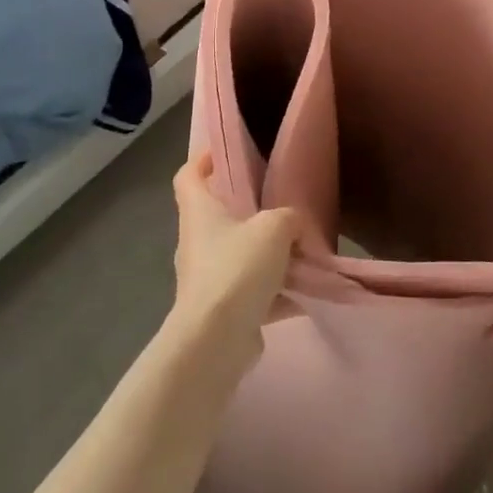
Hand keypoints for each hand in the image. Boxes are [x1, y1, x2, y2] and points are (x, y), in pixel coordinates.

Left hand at [168, 153, 303, 370]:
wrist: (216, 339)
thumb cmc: (237, 268)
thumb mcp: (274, 228)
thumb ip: (290, 218)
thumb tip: (296, 226)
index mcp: (199, 212)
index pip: (188, 176)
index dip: (202, 160)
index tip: (225, 153)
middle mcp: (196, 242)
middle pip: (217, 216)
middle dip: (247, 211)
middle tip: (280, 205)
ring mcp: (206, 278)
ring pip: (238, 255)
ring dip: (266, 255)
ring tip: (301, 253)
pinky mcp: (220, 310)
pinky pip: (251, 292)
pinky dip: (275, 292)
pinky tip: (305, 295)